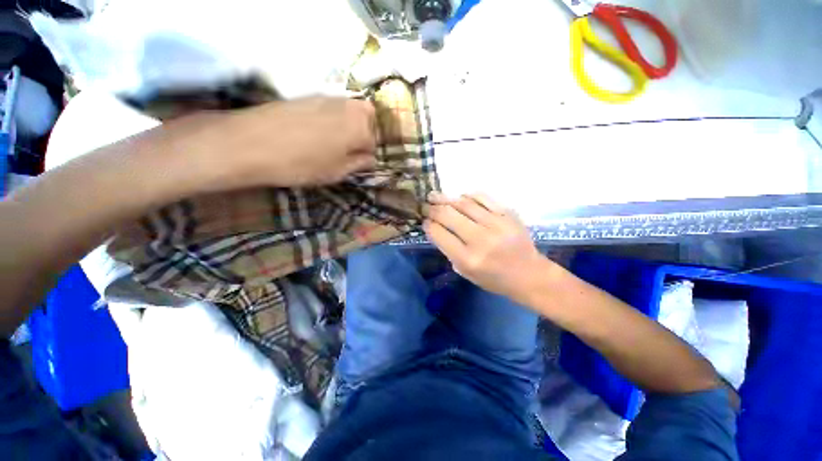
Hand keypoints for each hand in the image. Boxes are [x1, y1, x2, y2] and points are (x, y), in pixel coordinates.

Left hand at [193, 97, 376, 189]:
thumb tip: (370, 159)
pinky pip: (330, 107)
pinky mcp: (307, 96)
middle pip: (367, 117)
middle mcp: (347, 106)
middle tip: (350, 150)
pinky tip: (315, 133)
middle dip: (364, 133)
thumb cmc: (302, 164)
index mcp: (360, 126)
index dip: (367, 155)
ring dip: (348, 125)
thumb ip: (359, 164)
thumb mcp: (337, 172)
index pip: (374, 142)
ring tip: (331, 144)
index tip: (356, 165)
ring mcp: (326, 97)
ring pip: (349, 110)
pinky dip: (331, 119)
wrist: (251, 143)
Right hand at [424, 192, 555, 303]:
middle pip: (448, 215)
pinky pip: (483, 198)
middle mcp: (480, 239)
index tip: (424, 221)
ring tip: (435, 196)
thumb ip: (449, 250)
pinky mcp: (508, 214)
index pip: (439, 234)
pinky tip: (460, 196)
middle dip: (432, 209)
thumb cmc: (494, 279)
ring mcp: (496, 224)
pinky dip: (468, 195)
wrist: (529, 275)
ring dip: (445, 198)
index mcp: (467, 259)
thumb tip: (436, 227)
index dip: (428, 225)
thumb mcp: (465, 272)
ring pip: (463, 203)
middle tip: (425, 205)